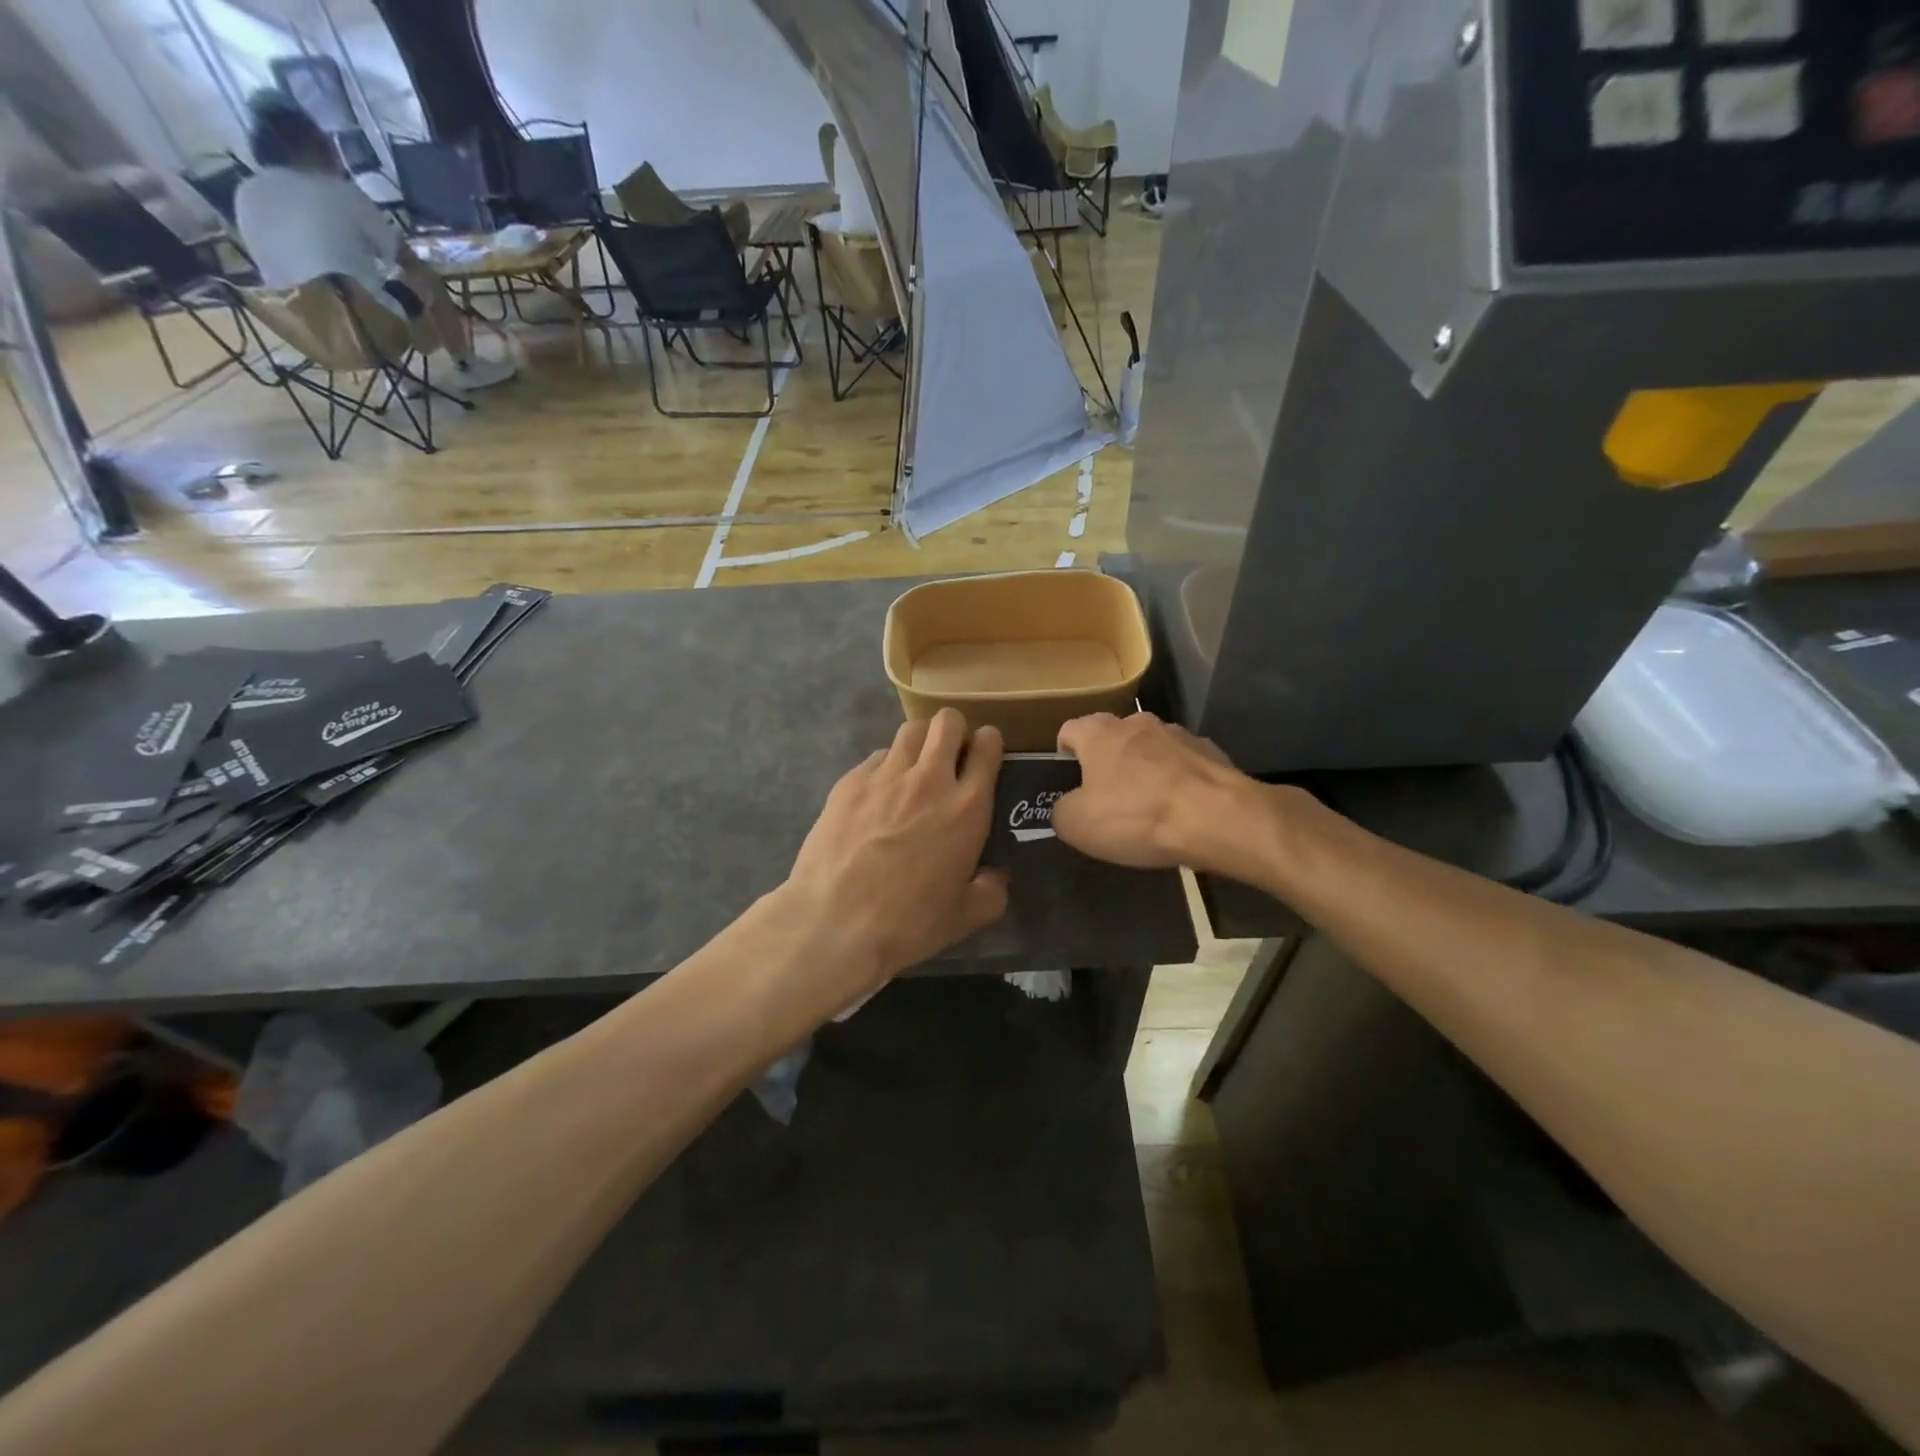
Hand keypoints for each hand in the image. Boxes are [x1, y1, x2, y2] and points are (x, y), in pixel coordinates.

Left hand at [783, 709, 1008, 989]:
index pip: (988, 746)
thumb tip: (996, 878)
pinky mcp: (850, 781)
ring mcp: (886, 774)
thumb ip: (990, 892)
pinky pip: (876, 757)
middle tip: (949, 758)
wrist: (835, 922)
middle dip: (954, 731)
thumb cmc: (909, 921)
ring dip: (920, 743)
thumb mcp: (964, 917)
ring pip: (911, 730)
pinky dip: (884, 767)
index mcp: (967, 806)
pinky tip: (877, 796)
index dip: (988, 745)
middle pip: (948, 721)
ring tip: (913, 769)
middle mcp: (930, 778)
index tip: (983, 758)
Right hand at [1052, 712, 1253, 871]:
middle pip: (1113, 737)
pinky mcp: (1213, 752)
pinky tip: (1183, 811)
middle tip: (1107, 798)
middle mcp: (1138, 722)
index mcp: (1099, 733)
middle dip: (1108, 762)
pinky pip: (1185, 765)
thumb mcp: (1077, 825)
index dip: (1064, 754)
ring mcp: (1180, 734)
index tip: (1067, 779)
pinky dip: (1179, 782)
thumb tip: (1067, 807)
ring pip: (1152, 749)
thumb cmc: (1136, 816)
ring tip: (1150, 807)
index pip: (1070, 730)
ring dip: (1146, 770)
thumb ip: (1061, 810)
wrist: (1218, 818)